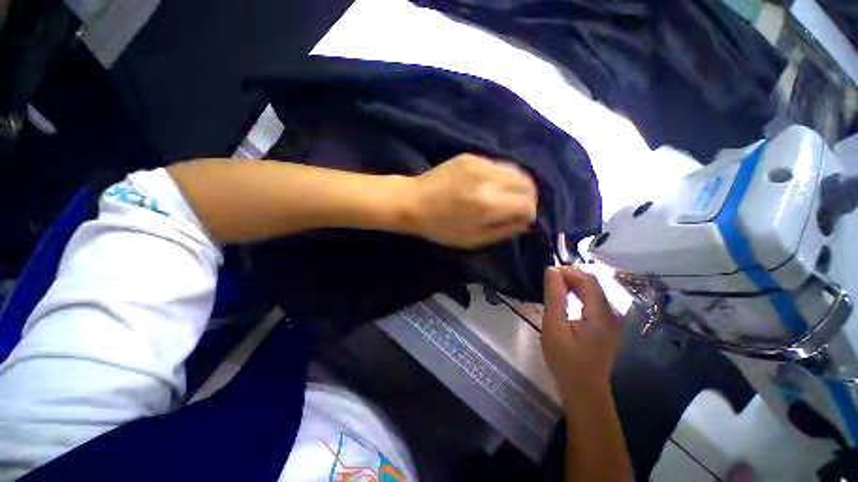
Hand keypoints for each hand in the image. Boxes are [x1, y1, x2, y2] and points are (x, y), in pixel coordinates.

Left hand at [411, 154, 537, 248]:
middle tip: (520, 208)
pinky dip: (503, 177)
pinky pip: (499, 165)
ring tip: (509, 197)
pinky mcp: (471, 156)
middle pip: (527, 183)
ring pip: (516, 170)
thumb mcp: (474, 239)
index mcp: (488, 204)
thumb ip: (504, 230)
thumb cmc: (441, 227)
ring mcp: (480, 163)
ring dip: (519, 186)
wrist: (413, 201)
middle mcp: (489, 179)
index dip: (530, 214)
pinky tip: (492, 186)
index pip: (527, 204)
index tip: (522, 220)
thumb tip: (526, 221)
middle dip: (529, 198)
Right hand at [541, 266, 622, 407]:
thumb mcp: (554, 326)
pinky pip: (595, 302)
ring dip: (575, 285)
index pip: (588, 280)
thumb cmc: (565, 360)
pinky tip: (567, 299)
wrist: (584, 391)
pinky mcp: (609, 327)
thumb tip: (551, 271)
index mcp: (601, 314)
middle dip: (571, 277)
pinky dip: (580, 295)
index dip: (568, 271)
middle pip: (594, 284)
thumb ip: (554, 297)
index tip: (548, 273)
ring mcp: (613, 322)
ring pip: (595, 292)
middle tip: (548, 280)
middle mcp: (613, 314)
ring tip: (555, 287)